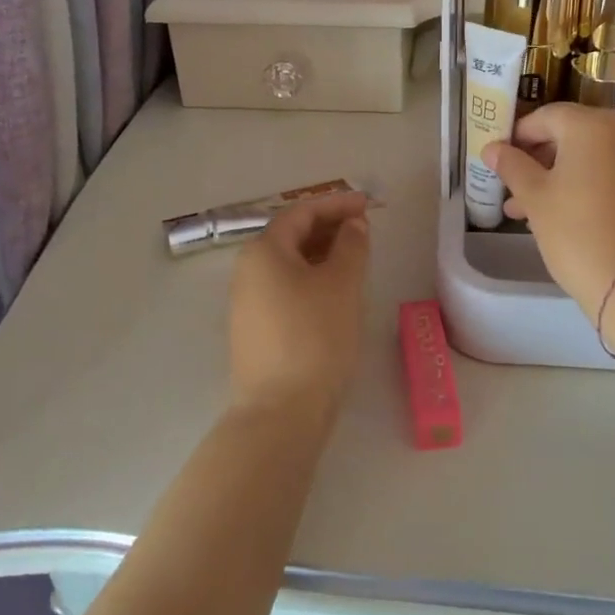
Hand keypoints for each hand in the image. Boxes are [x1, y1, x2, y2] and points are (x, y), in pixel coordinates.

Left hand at [227, 191, 370, 423]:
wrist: (281, 411)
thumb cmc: (315, 336)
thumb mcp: (342, 284)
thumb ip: (351, 245)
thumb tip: (353, 224)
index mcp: (263, 251)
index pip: (301, 212)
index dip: (336, 204)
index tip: (367, 204)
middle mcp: (247, 270)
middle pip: (290, 235)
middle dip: (328, 226)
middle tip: (364, 229)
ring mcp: (247, 302)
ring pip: (288, 263)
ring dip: (321, 253)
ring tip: (355, 257)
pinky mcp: (254, 329)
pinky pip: (285, 287)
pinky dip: (311, 278)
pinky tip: (334, 292)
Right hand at [484, 105, 614, 316]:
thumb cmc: (577, 232)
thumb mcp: (535, 198)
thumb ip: (511, 166)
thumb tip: (492, 148)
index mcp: (593, 125)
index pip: (546, 116)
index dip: (518, 136)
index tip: (499, 160)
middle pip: (572, 135)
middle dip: (538, 160)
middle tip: (512, 189)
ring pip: (592, 158)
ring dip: (560, 177)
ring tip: (529, 211)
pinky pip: (614, 174)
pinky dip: (589, 186)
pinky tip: (566, 216)